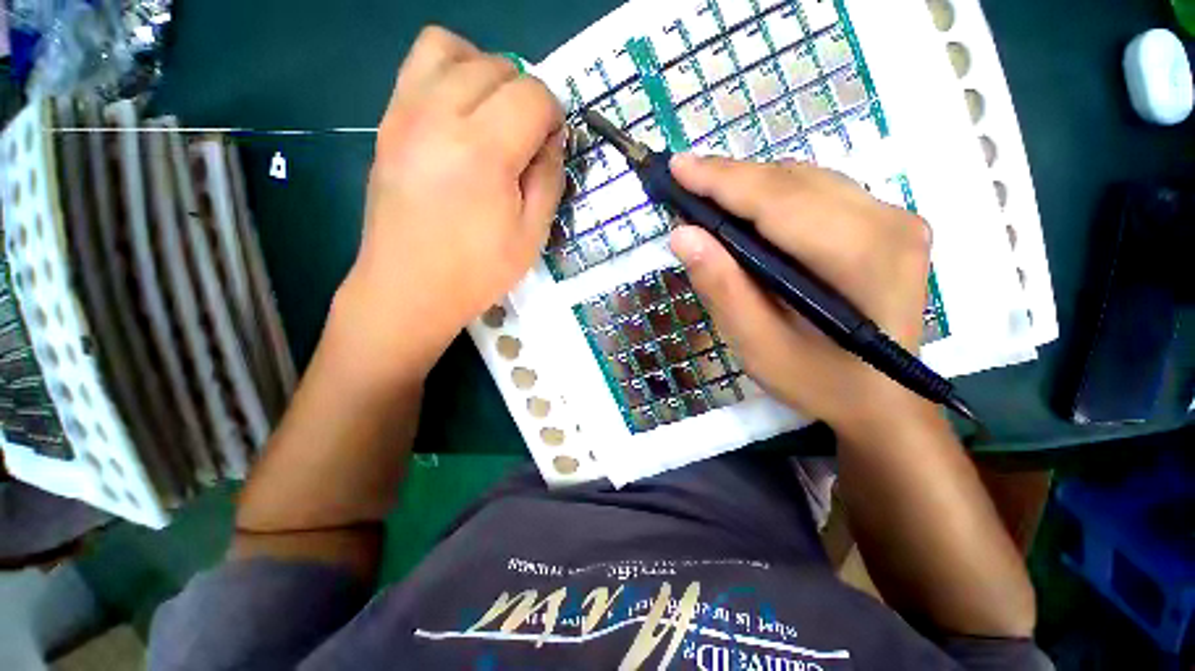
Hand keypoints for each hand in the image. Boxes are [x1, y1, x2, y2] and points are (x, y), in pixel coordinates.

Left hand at [332, 27, 564, 379]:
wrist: (408, 289)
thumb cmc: (477, 271)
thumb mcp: (532, 235)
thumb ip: (549, 178)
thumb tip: (551, 140)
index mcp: (483, 151)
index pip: (532, 94)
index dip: (553, 115)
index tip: (552, 145)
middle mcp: (438, 115)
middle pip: (497, 66)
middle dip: (525, 96)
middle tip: (527, 139)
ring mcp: (404, 113)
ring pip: (452, 48)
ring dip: (485, 73)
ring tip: (493, 116)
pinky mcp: (387, 122)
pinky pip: (418, 66)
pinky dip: (449, 73)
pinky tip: (460, 116)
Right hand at [668, 155, 933, 437]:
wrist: (881, 400)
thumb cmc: (818, 382)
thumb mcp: (758, 345)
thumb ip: (723, 288)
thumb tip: (683, 235)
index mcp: (863, 259)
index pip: (780, 201)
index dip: (723, 181)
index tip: (678, 168)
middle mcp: (890, 223)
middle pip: (795, 182)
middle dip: (732, 179)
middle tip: (684, 182)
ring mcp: (896, 219)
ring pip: (807, 180)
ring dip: (752, 185)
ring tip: (709, 198)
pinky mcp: (889, 223)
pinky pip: (821, 192)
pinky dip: (776, 195)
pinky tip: (749, 212)